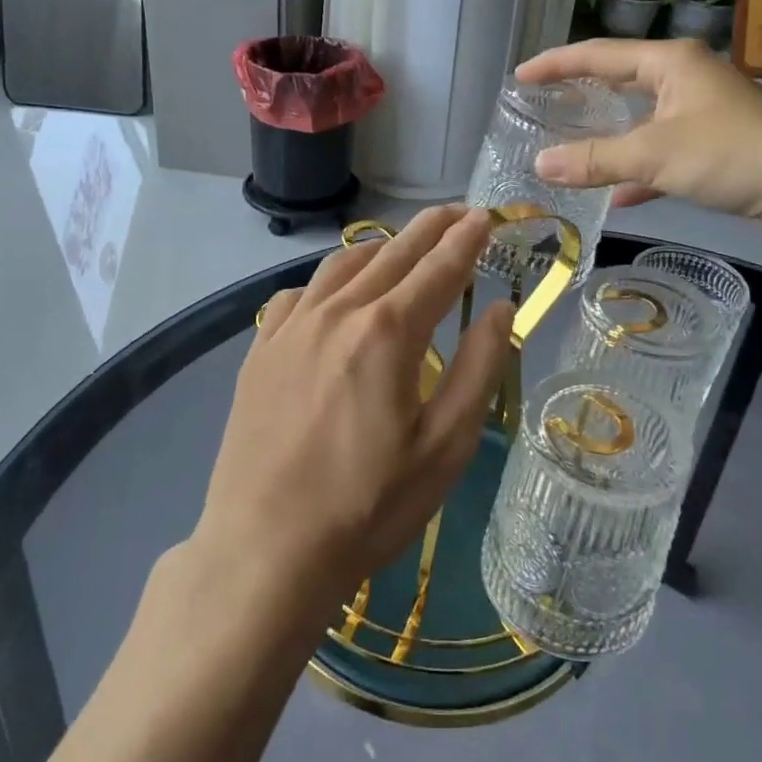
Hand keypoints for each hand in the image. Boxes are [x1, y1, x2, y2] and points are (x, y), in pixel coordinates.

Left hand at [191, 206, 513, 624]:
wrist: (265, 548)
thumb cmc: (368, 505)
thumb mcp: (445, 445)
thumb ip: (478, 368)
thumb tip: (500, 309)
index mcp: (388, 331)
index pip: (439, 268)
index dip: (467, 239)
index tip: (487, 216)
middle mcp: (338, 312)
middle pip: (393, 252)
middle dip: (431, 227)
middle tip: (458, 213)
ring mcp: (291, 327)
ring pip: (343, 264)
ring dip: (382, 247)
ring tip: (404, 245)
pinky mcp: (261, 349)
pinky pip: (300, 293)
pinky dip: (329, 280)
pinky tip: (336, 295)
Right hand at [515, 38, 761, 232]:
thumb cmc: (729, 152)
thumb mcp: (654, 154)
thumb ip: (595, 159)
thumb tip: (540, 165)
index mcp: (670, 63)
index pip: (599, 55)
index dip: (556, 64)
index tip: (520, 76)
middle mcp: (685, 79)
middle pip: (620, 81)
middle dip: (581, 95)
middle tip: (542, 106)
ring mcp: (702, 113)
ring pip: (641, 120)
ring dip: (608, 136)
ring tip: (569, 146)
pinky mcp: (715, 147)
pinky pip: (662, 153)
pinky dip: (638, 170)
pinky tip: (617, 196)